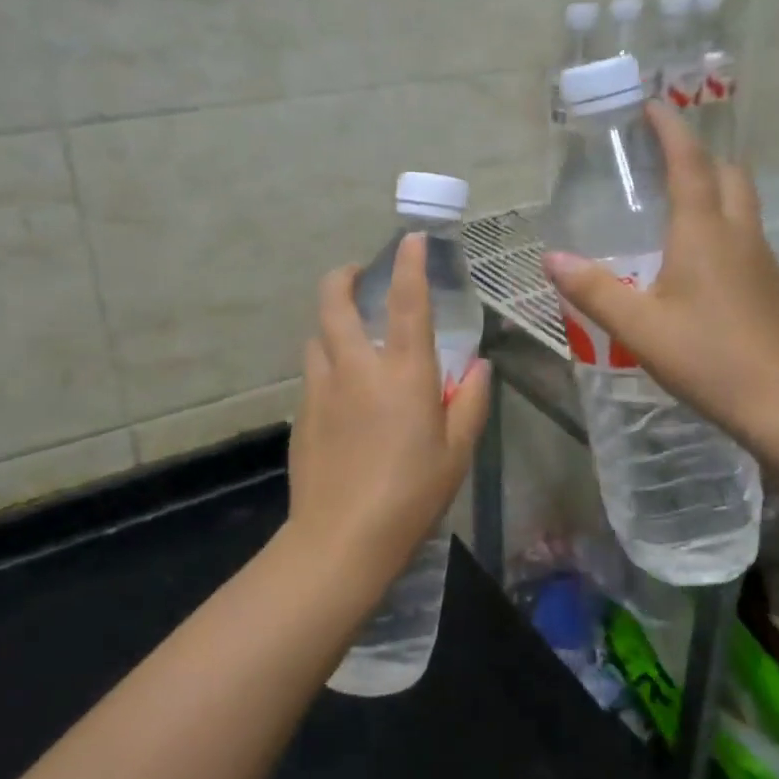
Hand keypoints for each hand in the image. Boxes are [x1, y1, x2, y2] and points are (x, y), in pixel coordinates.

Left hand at [287, 233, 490, 593]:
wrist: (342, 539)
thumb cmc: (412, 494)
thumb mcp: (456, 452)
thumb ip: (470, 402)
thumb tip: (478, 368)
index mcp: (403, 373)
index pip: (407, 302)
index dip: (408, 263)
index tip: (409, 240)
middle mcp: (356, 368)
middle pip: (334, 302)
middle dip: (343, 277)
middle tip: (357, 276)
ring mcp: (321, 389)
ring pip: (317, 336)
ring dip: (332, 326)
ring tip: (351, 339)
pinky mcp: (301, 415)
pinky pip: (313, 375)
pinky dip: (327, 367)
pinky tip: (342, 396)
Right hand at [543, 101, 778, 440]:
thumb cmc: (708, 358)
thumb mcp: (639, 327)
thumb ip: (594, 290)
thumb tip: (552, 259)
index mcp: (704, 232)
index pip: (689, 163)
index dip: (670, 130)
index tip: (652, 106)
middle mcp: (738, 234)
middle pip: (727, 173)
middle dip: (697, 153)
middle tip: (662, 154)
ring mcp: (761, 259)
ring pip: (741, 202)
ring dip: (713, 185)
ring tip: (675, 198)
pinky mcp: (770, 284)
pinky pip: (745, 233)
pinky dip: (722, 221)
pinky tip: (698, 255)